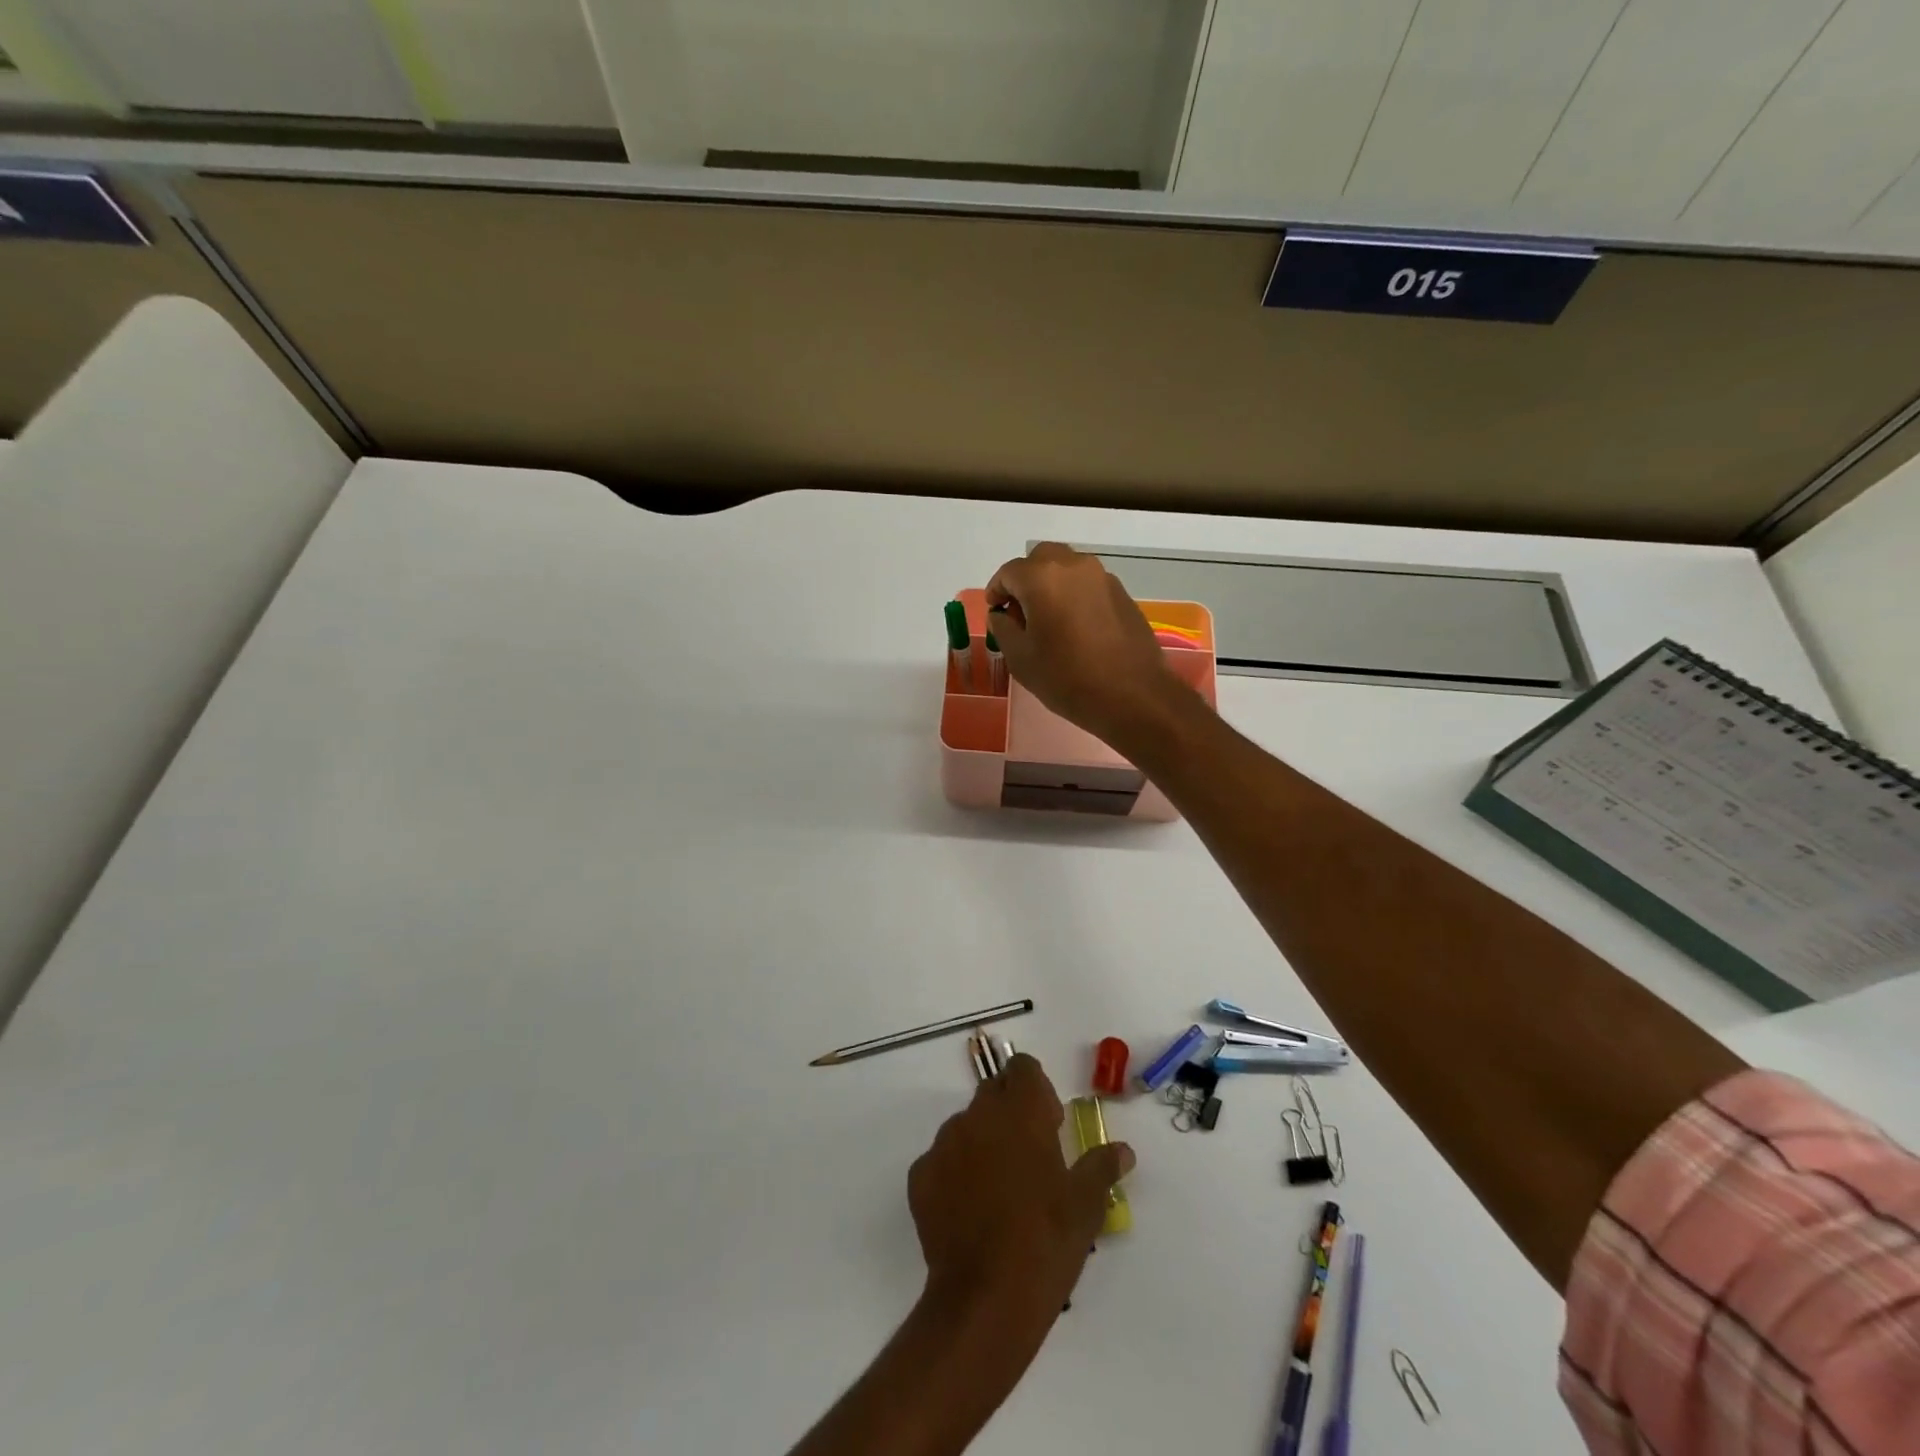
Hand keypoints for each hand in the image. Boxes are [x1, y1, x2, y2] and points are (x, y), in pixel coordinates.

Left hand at [908, 1054, 1133, 1332]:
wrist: (985, 1300)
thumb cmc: (1045, 1242)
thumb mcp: (1086, 1206)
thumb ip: (1102, 1166)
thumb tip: (1123, 1150)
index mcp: (1020, 1111)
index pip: (1023, 1067)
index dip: (1037, 1089)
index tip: (1050, 1124)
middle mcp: (978, 1115)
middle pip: (994, 1093)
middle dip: (1011, 1113)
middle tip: (1030, 1158)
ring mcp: (944, 1144)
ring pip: (966, 1126)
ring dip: (983, 1143)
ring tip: (1000, 1191)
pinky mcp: (920, 1176)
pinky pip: (941, 1161)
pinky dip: (955, 1174)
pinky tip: (971, 1211)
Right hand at [985, 544, 1194, 753]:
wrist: (1132, 695)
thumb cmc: (1066, 678)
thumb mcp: (1021, 659)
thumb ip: (1003, 628)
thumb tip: (1002, 615)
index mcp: (1042, 577)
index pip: (1008, 572)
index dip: (996, 591)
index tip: (996, 613)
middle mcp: (1073, 566)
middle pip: (1040, 559)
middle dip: (1025, 580)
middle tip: (1020, 612)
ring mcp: (1102, 577)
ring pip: (1067, 568)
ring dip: (1051, 585)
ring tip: (1048, 621)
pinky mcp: (1122, 593)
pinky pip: (1088, 584)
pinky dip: (1074, 595)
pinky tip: (1075, 627)